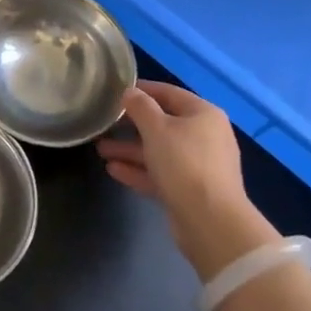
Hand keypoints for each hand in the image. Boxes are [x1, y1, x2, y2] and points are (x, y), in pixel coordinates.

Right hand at [97, 81, 277, 281]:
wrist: (210, 221)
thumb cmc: (184, 163)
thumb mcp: (157, 128)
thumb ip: (140, 107)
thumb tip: (130, 92)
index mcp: (203, 114)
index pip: (169, 93)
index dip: (142, 90)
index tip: (115, 91)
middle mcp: (205, 136)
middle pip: (163, 124)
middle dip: (131, 125)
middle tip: (104, 124)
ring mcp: (199, 165)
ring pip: (160, 151)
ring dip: (130, 149)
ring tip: (100, 149)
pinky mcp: (190, 190)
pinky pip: (161, 173)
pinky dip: (139, 170)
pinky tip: (113, 170)